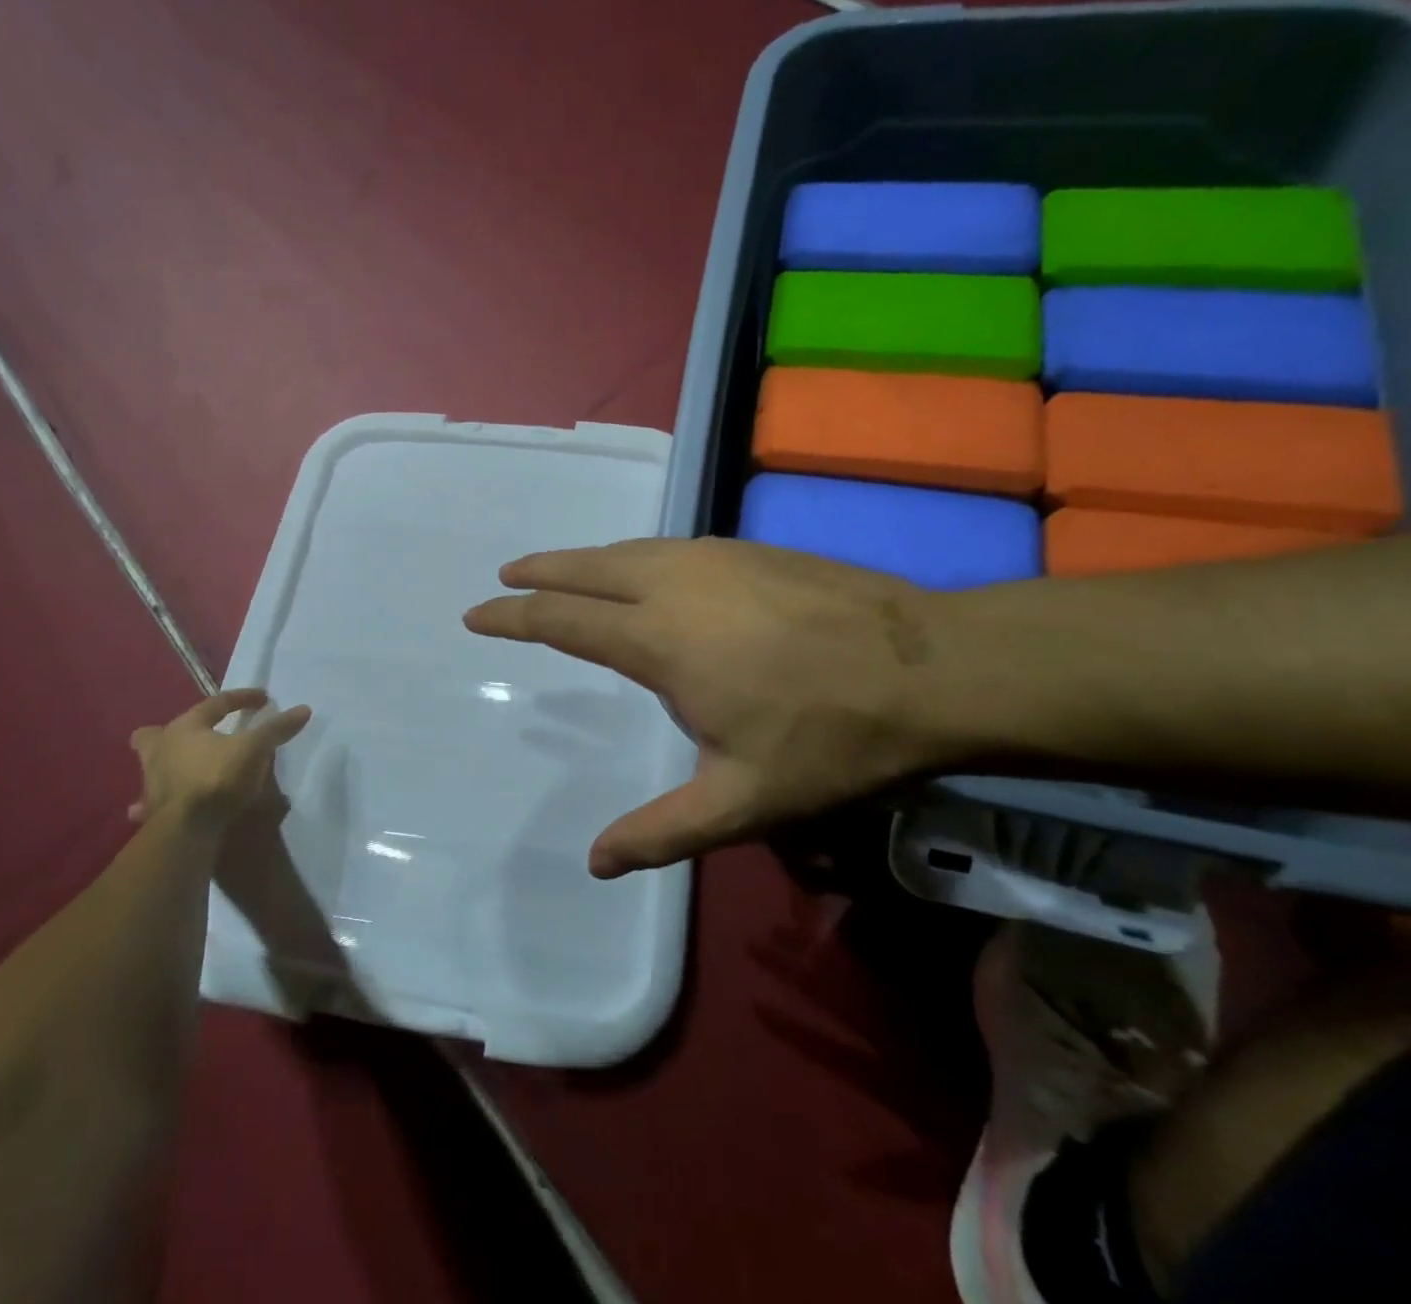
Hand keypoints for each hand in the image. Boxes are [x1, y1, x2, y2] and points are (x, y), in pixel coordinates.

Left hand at [128, 689, 311, 830]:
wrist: (187, 828)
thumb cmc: (218, 777)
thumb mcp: (254, 749)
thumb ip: (276, 729)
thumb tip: (303, 709)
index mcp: (184, 727)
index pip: (215, 703)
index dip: (242, 698)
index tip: (264, 700)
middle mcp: (160, 750)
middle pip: (154, 734)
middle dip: (171, 733)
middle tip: (192, 736)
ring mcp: (151, 782)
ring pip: (152, 766)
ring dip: (165, 767)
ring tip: (184, 771)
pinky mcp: (151, 811)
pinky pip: (150, 803)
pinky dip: (156, 804)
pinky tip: (169, 810)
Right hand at [463, 538, 974, 877]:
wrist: (933, 667)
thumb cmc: (831, 738)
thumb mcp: (743, 802)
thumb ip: (663, 831)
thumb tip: (596, 864)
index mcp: (660, 640)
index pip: (563, 619)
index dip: (513, 616)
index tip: (477, 614)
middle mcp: (674, 585)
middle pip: (586, 568)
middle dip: (539, 571)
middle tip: (506, 575)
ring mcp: (714, 559)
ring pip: (627, 550)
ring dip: (582, 558)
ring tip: (557, 568)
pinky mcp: (748, 549)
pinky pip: (666, 547)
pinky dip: (630, 555)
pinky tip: (638, 569)